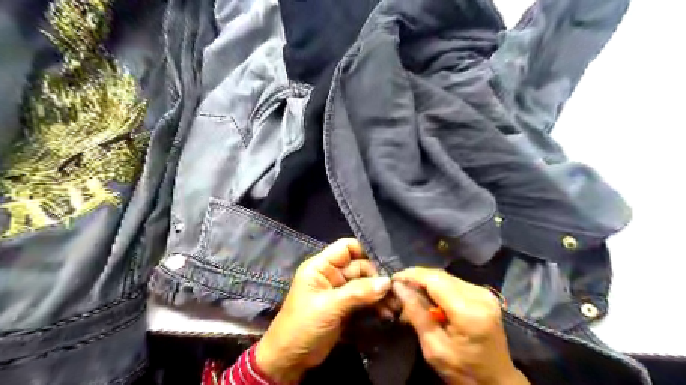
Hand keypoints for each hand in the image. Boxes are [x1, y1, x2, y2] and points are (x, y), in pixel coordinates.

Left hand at [255, 240, 390, 382]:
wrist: (291, 359)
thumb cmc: (303, 325)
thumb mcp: (329, 306)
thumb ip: (358, 292)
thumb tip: (387, 282)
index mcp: (321, 266)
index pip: (346, 247)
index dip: (365, 251)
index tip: (386, 262)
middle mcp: (332, 274)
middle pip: (360, 266)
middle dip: (378, 278)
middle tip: (396, 291)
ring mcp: (340, 291)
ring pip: (365, 284)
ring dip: (379, 293)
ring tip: (395, 306)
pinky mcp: (346, 307)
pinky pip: (365, 300)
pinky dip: (375, 305)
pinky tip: (387, 313)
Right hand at [392, 268, 528, 384]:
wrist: (496, 381)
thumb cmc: (463, 371)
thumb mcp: (434, 348)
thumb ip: (416, 314)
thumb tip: (398, 287)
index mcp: (469, 312)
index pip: (435, 280)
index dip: (412, 275)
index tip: (393, 279)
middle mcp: (479, 295)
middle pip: (440, 275)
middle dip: (416, 278)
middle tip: (399, 288)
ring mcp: (484, 293)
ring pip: (446, 276)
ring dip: (426, 281)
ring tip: (410, 292)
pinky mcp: (484, 294)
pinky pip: (454, 282)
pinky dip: (437, 286)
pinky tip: (428, 297)